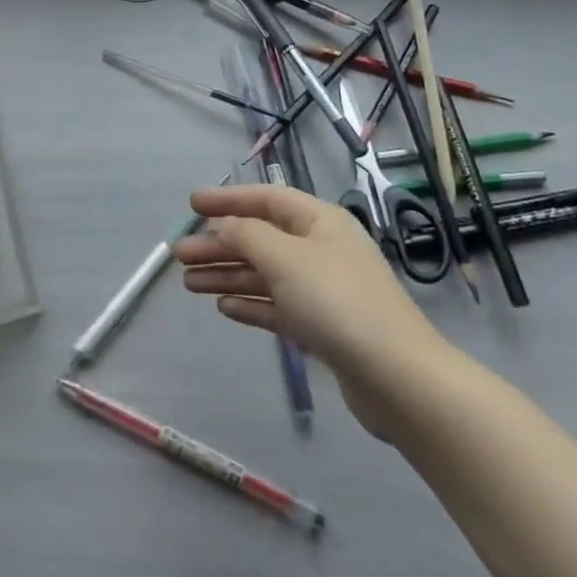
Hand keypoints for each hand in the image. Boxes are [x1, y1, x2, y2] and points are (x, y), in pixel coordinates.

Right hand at [174, 184, 447, 438]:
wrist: (397, 377)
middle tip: (179, 254)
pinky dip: (250, 304)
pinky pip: (277, 306)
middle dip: (219, 244)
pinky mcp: (323, 327)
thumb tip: (222, 226)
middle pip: (260, 238)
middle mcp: (320, 248)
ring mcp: (323, 289)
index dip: (227, 199)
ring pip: (265, 274)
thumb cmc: (337, 301)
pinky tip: (223, 308)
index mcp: (319, 221)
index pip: (266, 199)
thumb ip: (246, 235)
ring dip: (228, 275)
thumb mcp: (285, 258)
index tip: (191, 204)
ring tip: (188, 284)